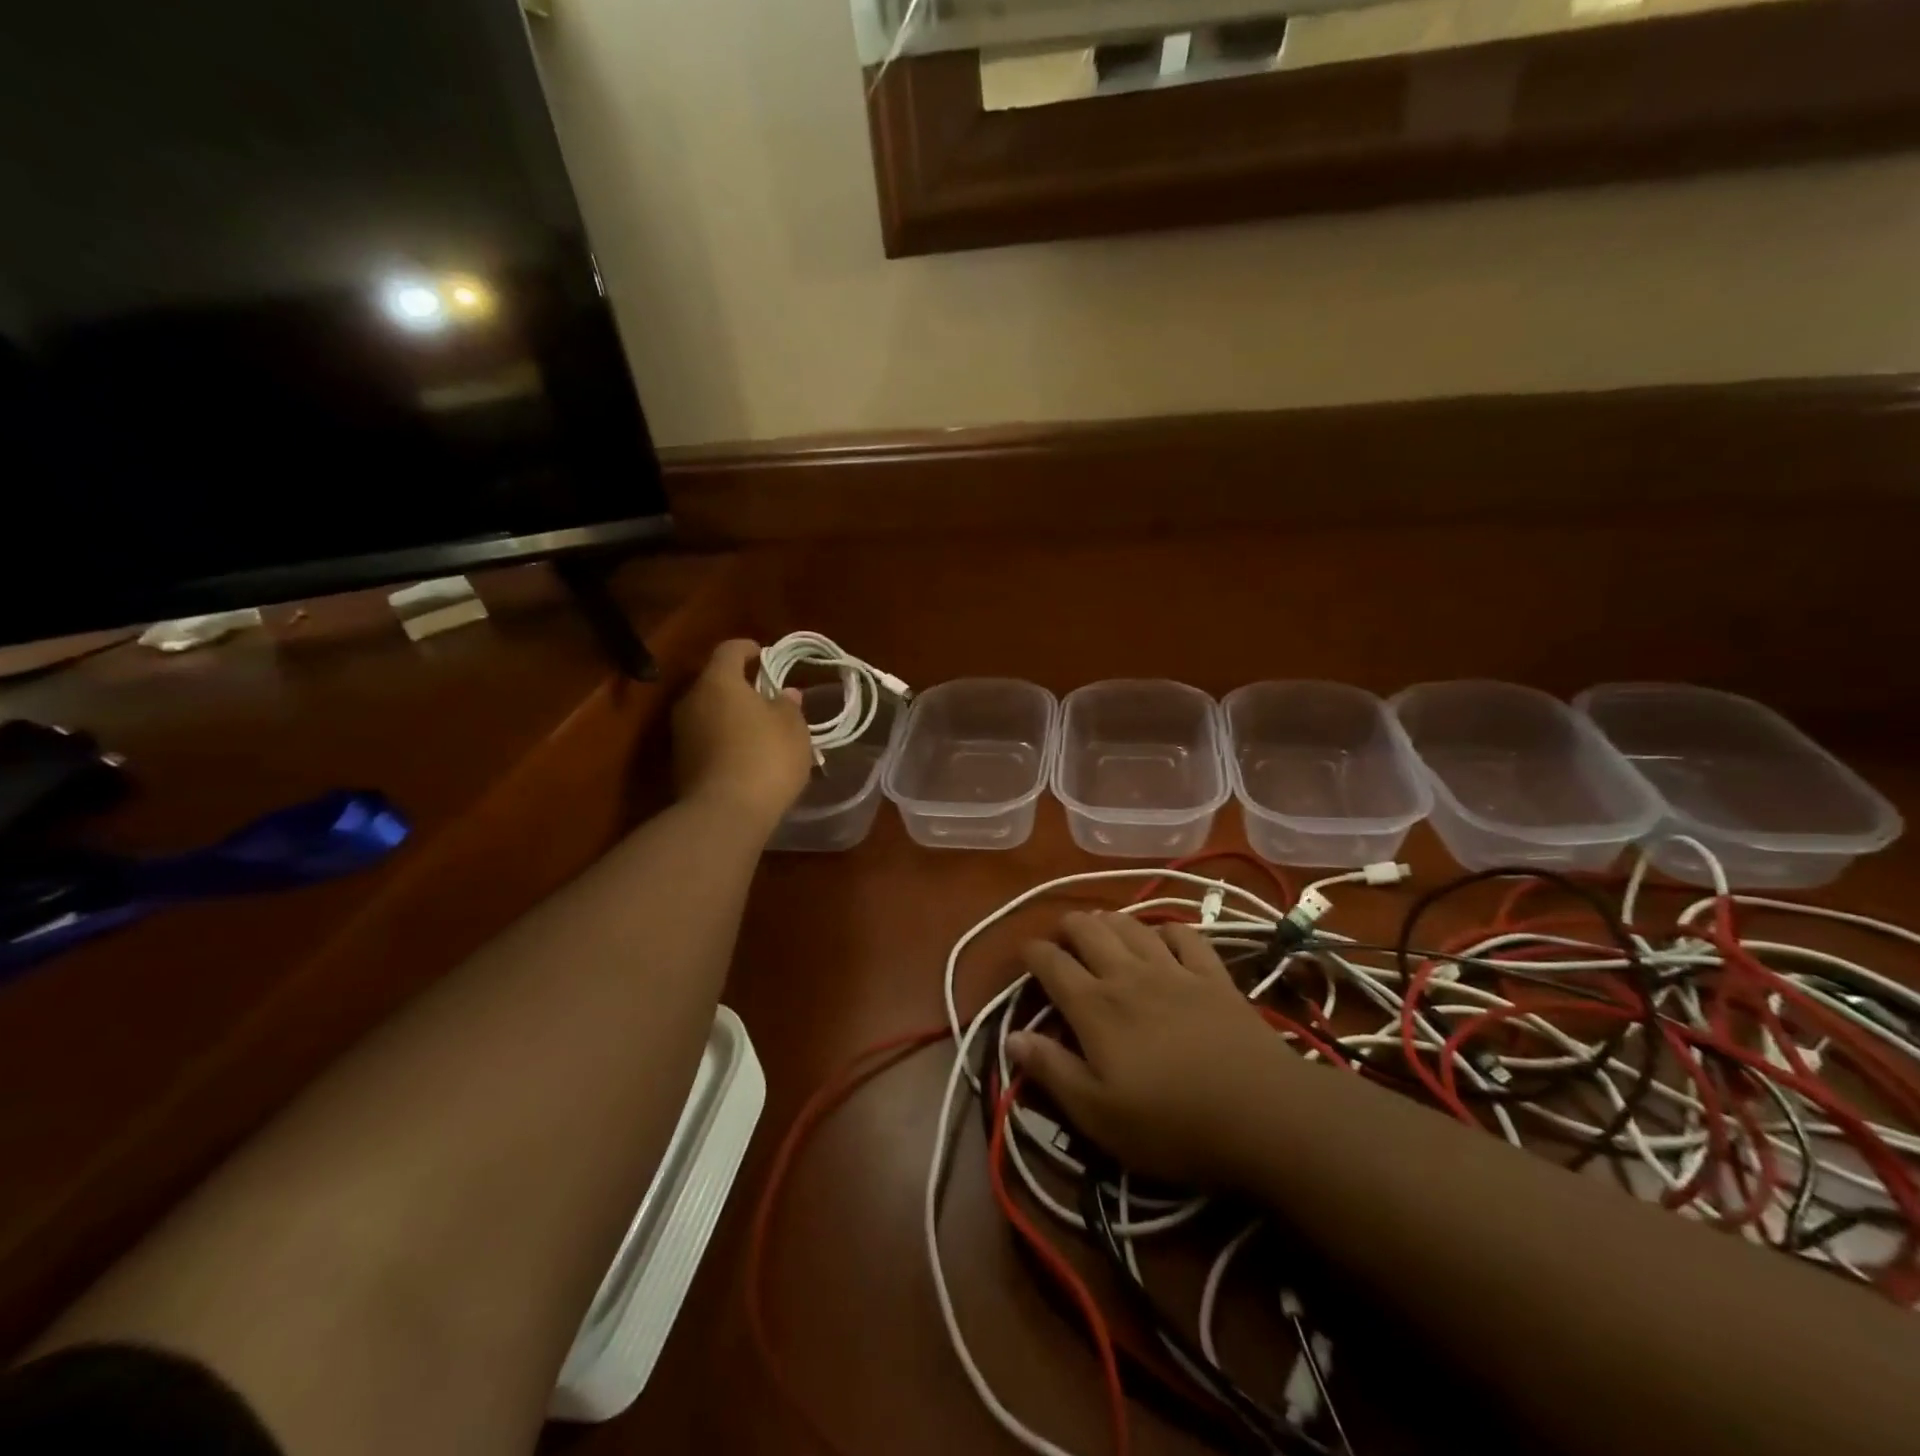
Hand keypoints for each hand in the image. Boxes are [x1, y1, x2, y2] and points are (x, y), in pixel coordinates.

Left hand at [672, 639, 812, 829]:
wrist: (725, 813)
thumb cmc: (766, 758)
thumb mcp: (792, 728)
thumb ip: (788, 705)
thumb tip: (784, 693)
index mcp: (718, 681)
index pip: (730, 650)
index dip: (749, 649)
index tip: (766, 656)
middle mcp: (691, 700)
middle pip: (715, 682)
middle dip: (740, 686)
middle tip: (766, 697)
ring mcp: (680, 733)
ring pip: (709, 712)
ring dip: (731, 715)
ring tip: (758, 730)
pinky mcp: (680, 762)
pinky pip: (705, 739)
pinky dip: (723, 740)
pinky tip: (745, 756)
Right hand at [1011, 911, 1303, 1187]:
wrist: (1262, 1113)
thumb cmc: (1171, 1123)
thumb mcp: (1098, 1115)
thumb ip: (1053, 1071)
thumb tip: (1013, 1036)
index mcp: (1095, 1007)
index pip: (1052, 964)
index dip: (1033, 953)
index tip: (1024, 952)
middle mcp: (1128, 976)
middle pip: (1090, 931)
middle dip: (1068, 925)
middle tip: (1060, 934)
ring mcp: (1174, 971)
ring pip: (1132, 927)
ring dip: (1110, 919)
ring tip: (1100, 923)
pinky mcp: (1213, 976)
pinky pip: (1185, 936)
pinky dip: (1167, 930)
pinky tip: (1163, 936)